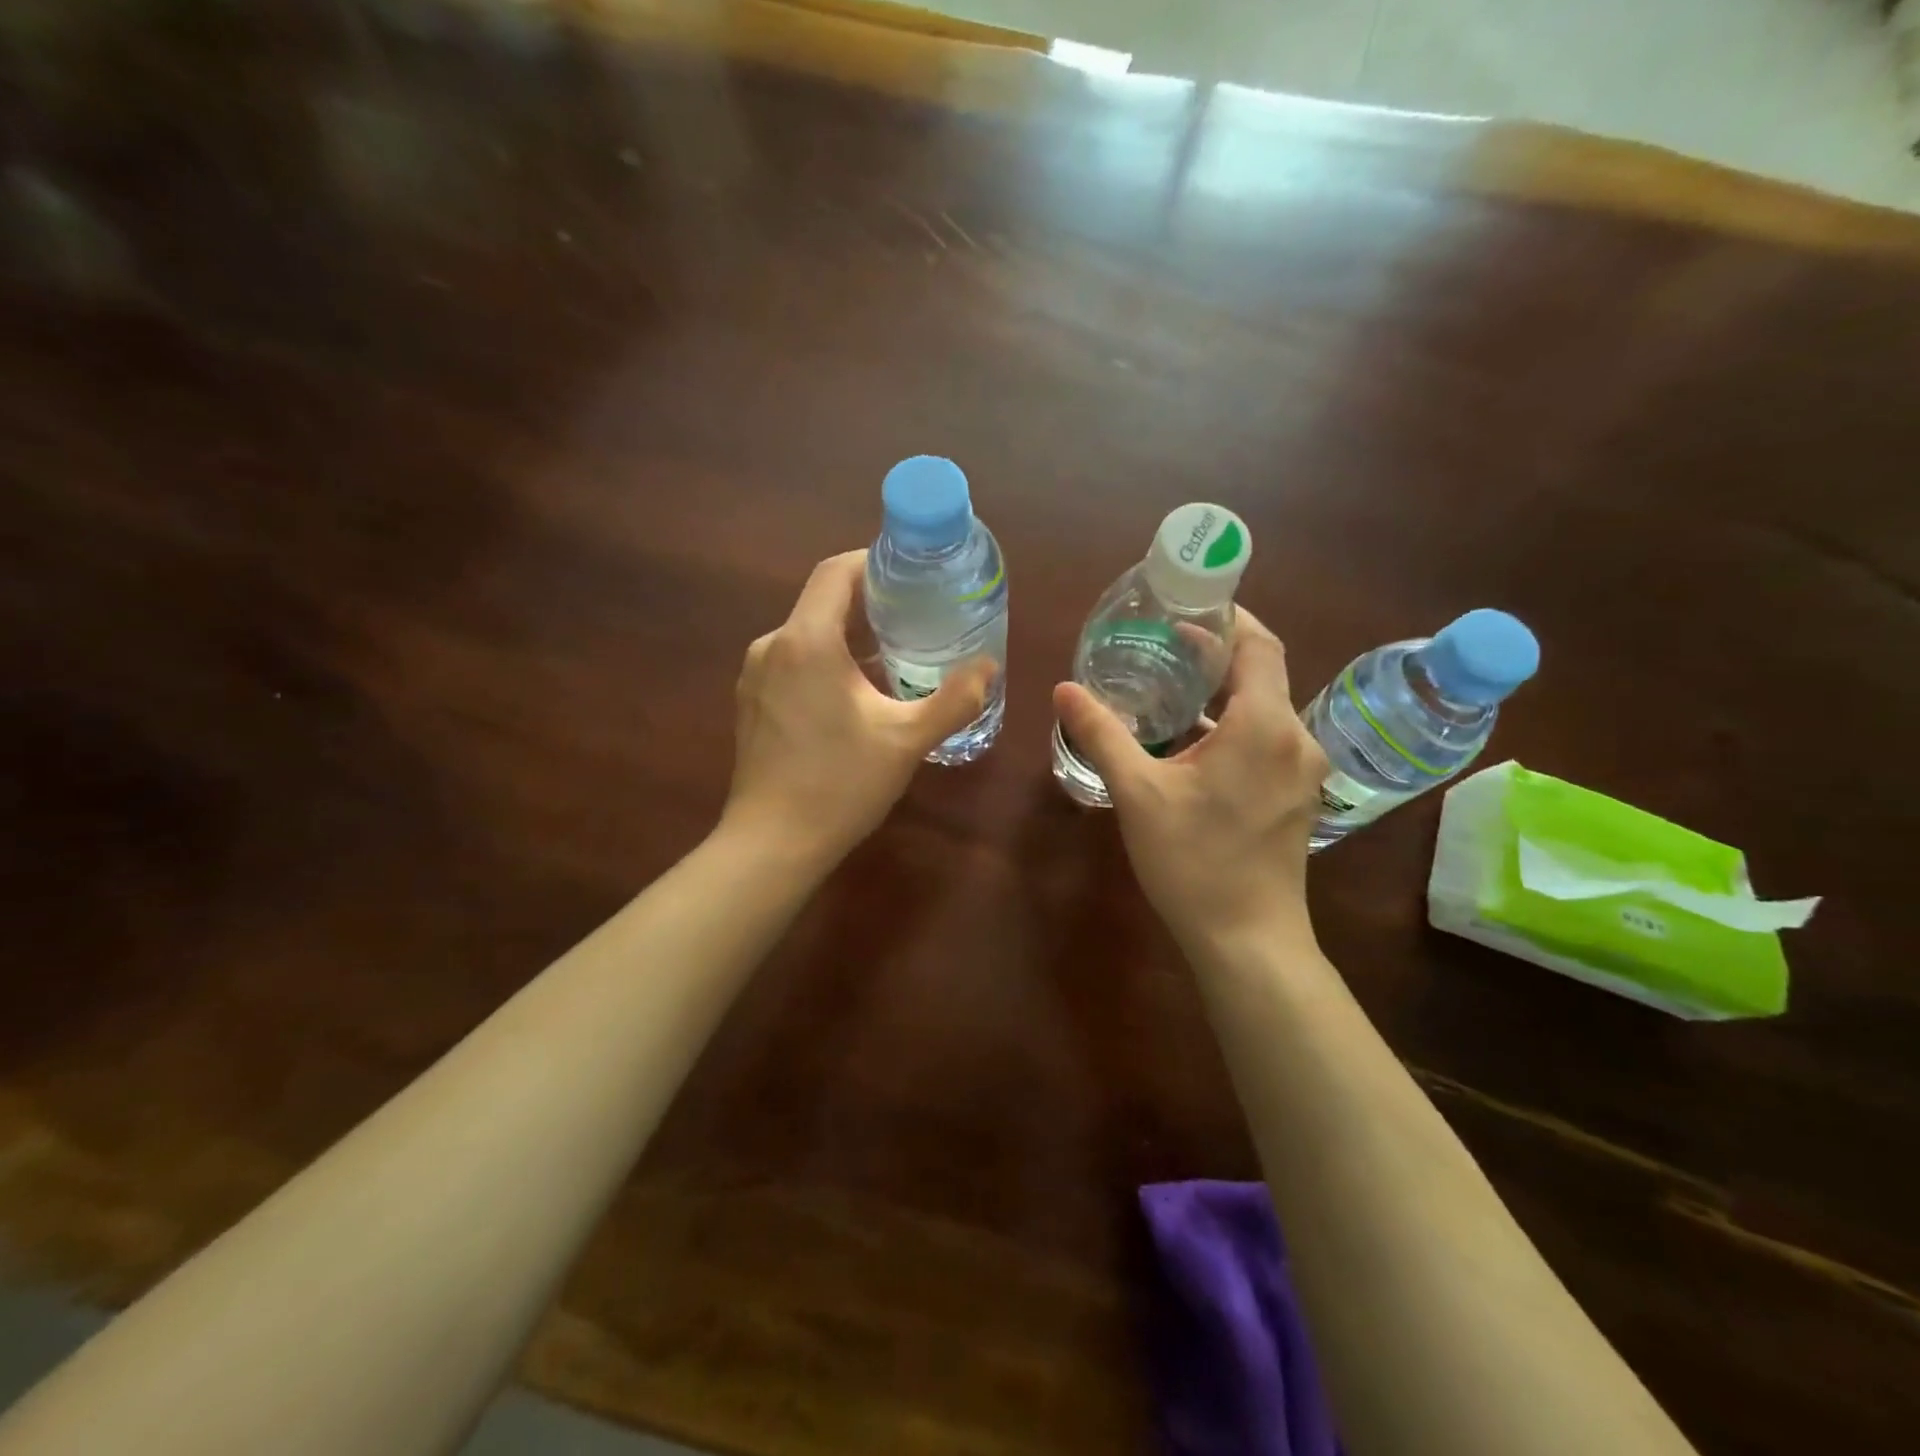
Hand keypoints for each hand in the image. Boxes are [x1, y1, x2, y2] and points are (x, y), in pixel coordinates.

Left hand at [723, 551, 993, 865]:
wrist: (772, 844)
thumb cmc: (840, 785)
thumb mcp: (907, 740)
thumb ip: (954, 699)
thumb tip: (988, 667)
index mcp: (806, 641)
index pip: (835, 572)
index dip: (872, 562)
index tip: (909, 575)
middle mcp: (772, 646)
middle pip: (821, 602)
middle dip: (867, 603)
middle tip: (914, 617)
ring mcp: (754, 676)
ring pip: (805, 635)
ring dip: (846, 636)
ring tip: (891, 656)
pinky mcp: (750, 703)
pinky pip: (791, 662)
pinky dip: (823, 662)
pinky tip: (852, 694)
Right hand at [1052, 610, 1328, 952]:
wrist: (1247, 940)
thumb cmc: (1193, 861)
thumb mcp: (1138, 793)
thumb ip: (1102, 734)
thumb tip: (1064, 689)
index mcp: (1263, 725)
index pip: (1259, 645)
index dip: (1229, 618)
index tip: (1189, 607)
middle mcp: (1295, 738)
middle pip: (1263, 674)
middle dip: (1219, 653)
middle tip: (1167, 643)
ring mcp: (1302, 771)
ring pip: (1266, 709)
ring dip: (1224, 692)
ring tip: (1173, 686)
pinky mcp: (1296, 796)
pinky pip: (1268, 740)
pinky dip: (1234, 725)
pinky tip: (1193, 741)